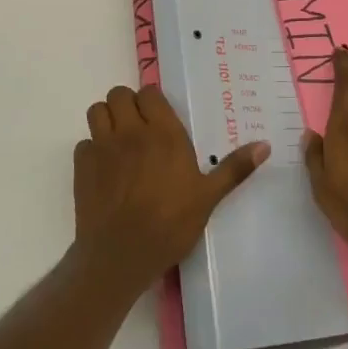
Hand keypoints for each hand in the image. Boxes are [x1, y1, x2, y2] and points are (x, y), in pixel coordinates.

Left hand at [73, 84, 269, 286]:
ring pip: (97, 110)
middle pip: (119, 95)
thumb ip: (235, 168)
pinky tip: (105, 169)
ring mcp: (102, 146)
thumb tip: (265, 145)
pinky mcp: (82, 166)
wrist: (120, 255)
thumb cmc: (170, 224)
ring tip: (119, 141)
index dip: (152, 102)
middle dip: (128, 105)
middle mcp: (130, 131)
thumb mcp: (208, 197)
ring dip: (107, 119)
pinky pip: (84, 143)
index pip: (149, 93)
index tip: (160, 118)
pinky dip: (92, 149)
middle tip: (139, 128)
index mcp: (163, 133)